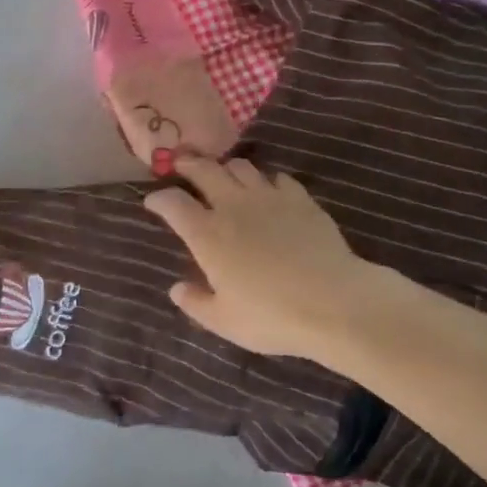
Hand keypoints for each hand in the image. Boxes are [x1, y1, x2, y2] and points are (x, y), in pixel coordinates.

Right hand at [142, 156, 375, 358]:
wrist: (333, 302)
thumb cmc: (272, 316)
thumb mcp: (224, 321)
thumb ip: (196, 303)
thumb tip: (177, 289)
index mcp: (208, 235)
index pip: (173, 203)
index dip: (159, 199)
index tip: (153, 201)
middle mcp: (233, 206)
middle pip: (204, 170)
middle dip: (188, 164)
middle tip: (182, 164)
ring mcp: (269, 197)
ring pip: (241, 166)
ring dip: (227, 168)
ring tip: (224, 176)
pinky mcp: (300, 198)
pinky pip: (277, 178)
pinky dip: (267, 180)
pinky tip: (269, 191)